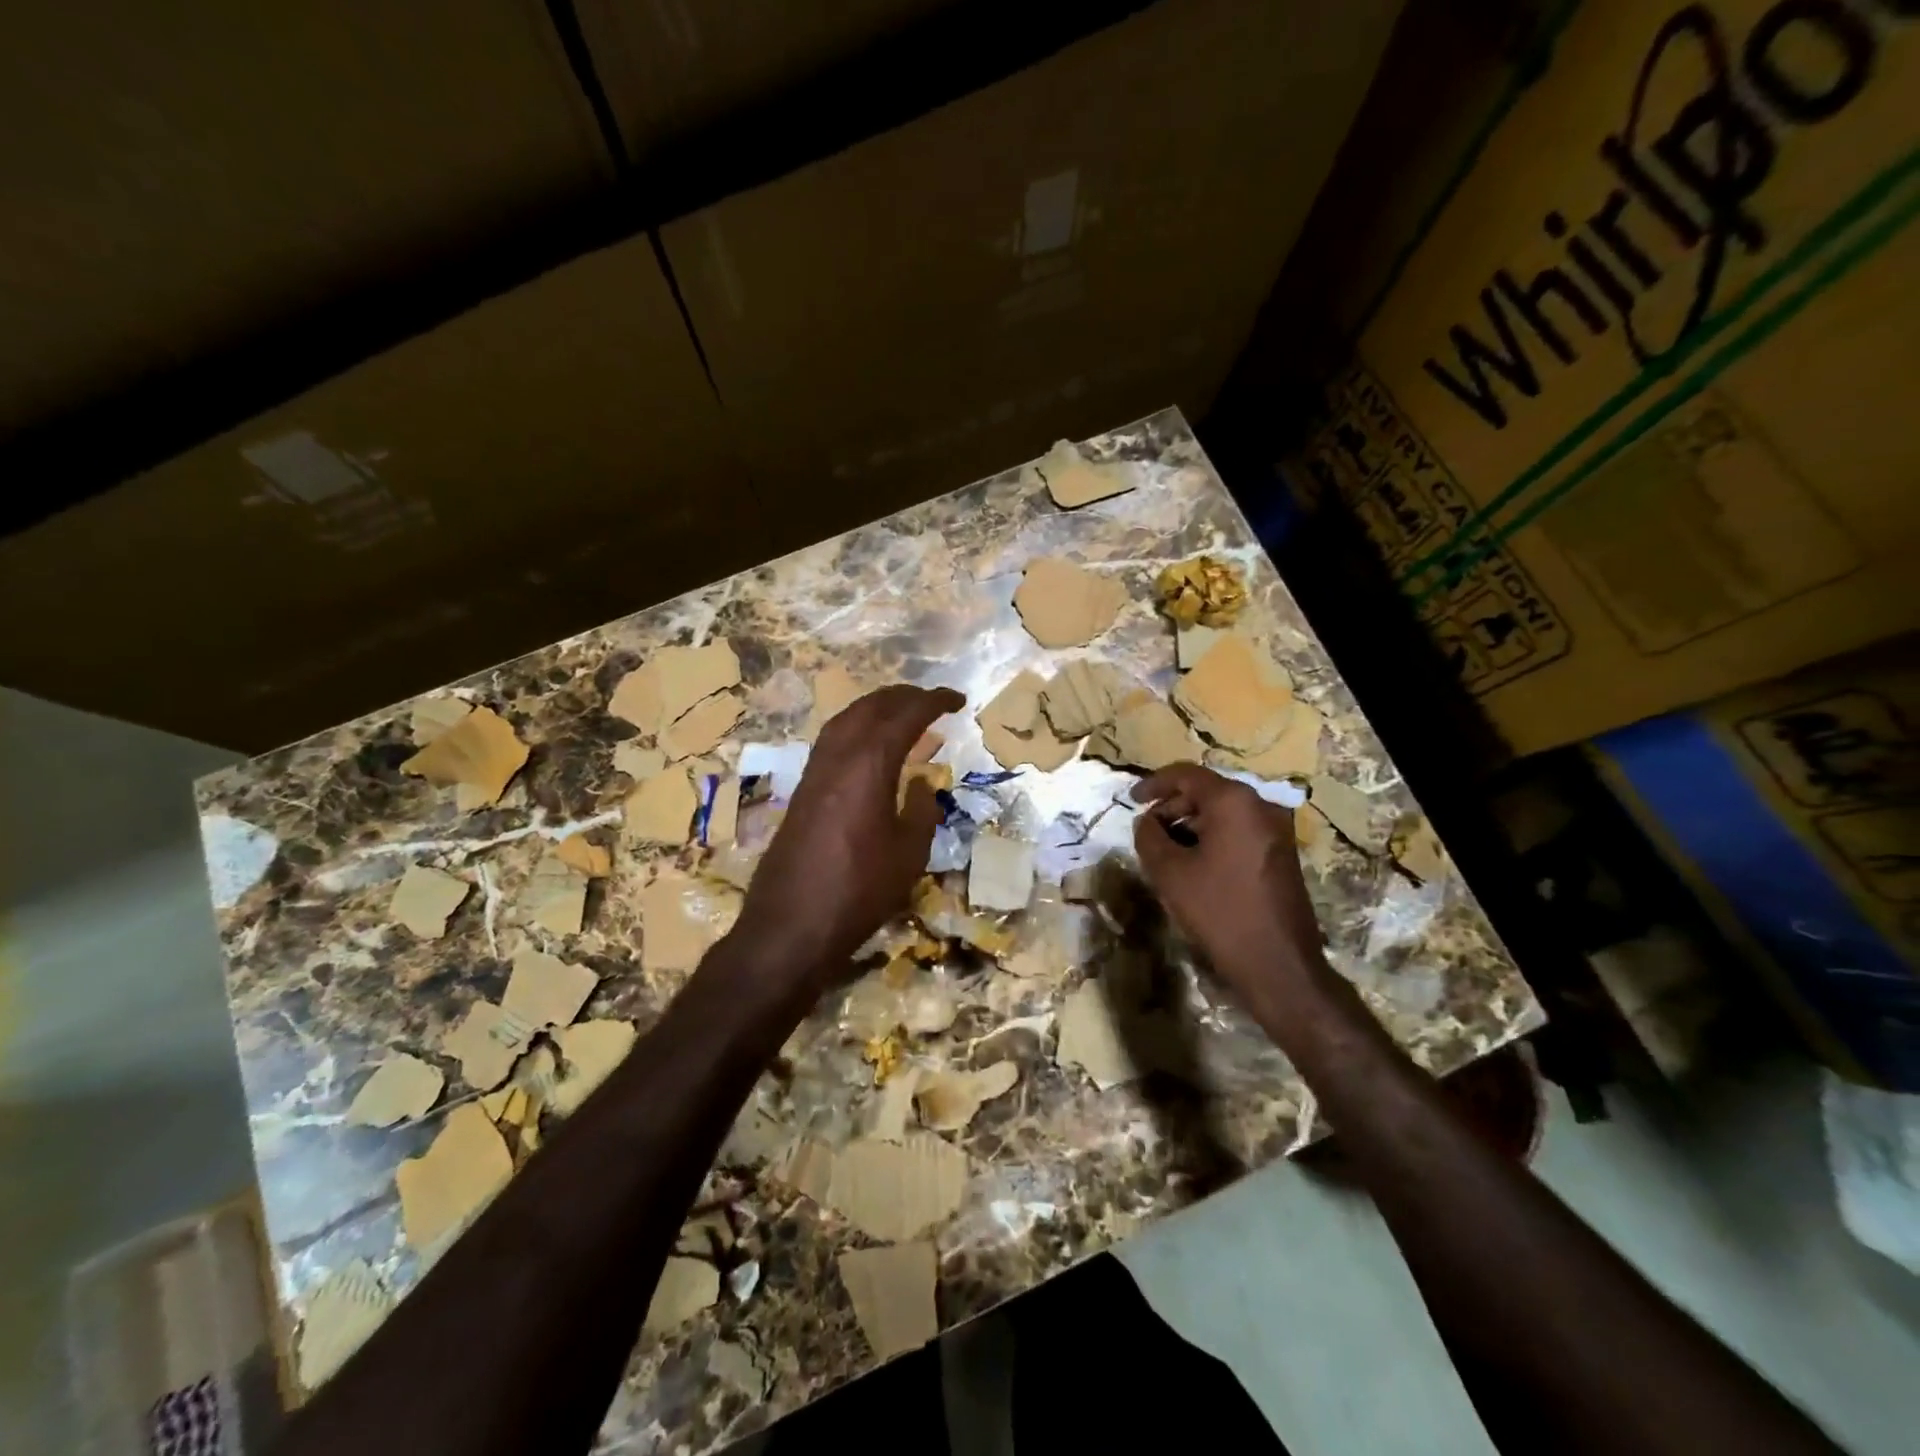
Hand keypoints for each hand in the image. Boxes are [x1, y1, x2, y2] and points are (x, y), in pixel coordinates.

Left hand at [733, 684, 964, 985]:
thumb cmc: (860, 890)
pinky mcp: (802, 790)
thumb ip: (921, 810)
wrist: (791, 925)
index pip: (905, 716)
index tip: (958, 700)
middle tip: (932, 702)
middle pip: (870, 707)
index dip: (934, 702)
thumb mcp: (909, 853)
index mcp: (869, 764)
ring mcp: (814, 772)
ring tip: (902, 715)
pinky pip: (832, 741)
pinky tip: (868, 748)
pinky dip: (856, 729)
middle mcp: (838, 757)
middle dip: (903, 697)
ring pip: (846, 720)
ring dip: (876, 709)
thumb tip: (922, 782)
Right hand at [1131, 763, 1326, 1016]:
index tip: (1130, 800)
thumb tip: (1146, 821)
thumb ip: (1149, 837)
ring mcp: (1277, 830)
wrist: (1278, 964)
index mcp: (1234, 801)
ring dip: (1191, 824)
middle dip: (1172, 806)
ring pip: (1223, 813)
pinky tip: (1194, 864)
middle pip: (1207, 791)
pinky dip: (1213, 837)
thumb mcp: (1170, 872)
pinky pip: (1239, 830)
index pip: (1186, 775)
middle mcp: (1260, 806)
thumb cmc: (1219, 910)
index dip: (1154, 784)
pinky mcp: (1281, 853)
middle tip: (1147, 831)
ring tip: (1166, 850)